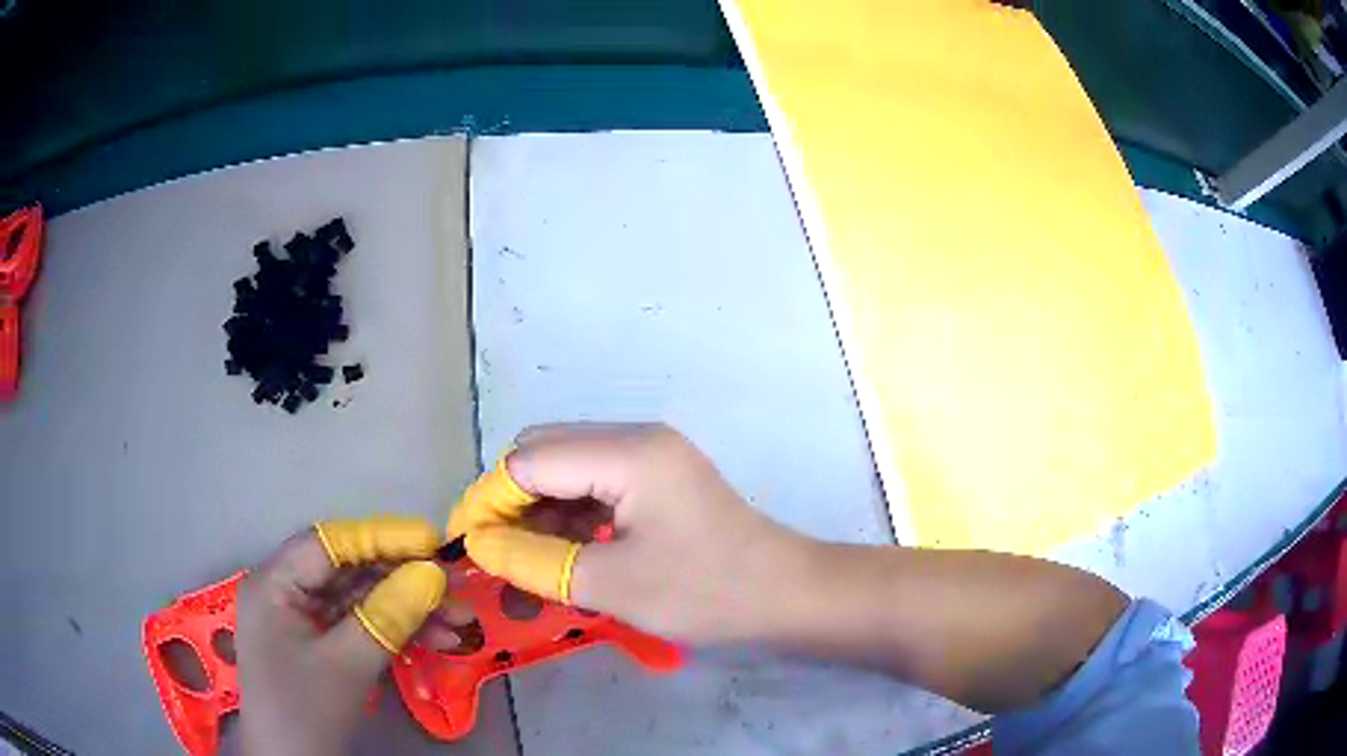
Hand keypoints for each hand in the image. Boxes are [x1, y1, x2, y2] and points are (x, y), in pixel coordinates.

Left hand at [233, 516, 447, 754]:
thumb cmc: (306, 711)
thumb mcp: (348, 664)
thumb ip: (388, 615)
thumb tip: (433, 575)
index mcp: (274, 583)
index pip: (328, 543)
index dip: (381, 537)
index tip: (433, 542)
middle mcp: (285, 590)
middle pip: (349, 570)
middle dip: (404, 580)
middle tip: (456, 589)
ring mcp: (302, 618)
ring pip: (360, 599)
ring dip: (408, 610)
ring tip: (459, 624)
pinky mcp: (320, 642)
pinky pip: (359, 624)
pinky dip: (396, 631)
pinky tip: (436, 641)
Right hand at [447, 423, 812, 643]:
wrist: (785, 595)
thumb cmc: (705, 591)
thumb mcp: (610, 584)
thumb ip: (534, 560)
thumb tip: (477, 545)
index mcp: (626, 452)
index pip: (527, 461)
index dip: (487, 501)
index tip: (463, 545)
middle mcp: (634, 439)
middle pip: (543, 453)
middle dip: (508, 501)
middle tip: (493, 554)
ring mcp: (649, 456)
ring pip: (566, 469)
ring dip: (538, 511)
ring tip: (525, 562)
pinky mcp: (657, 479)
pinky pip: (594, 485)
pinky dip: (569, 517)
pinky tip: (564, 554)